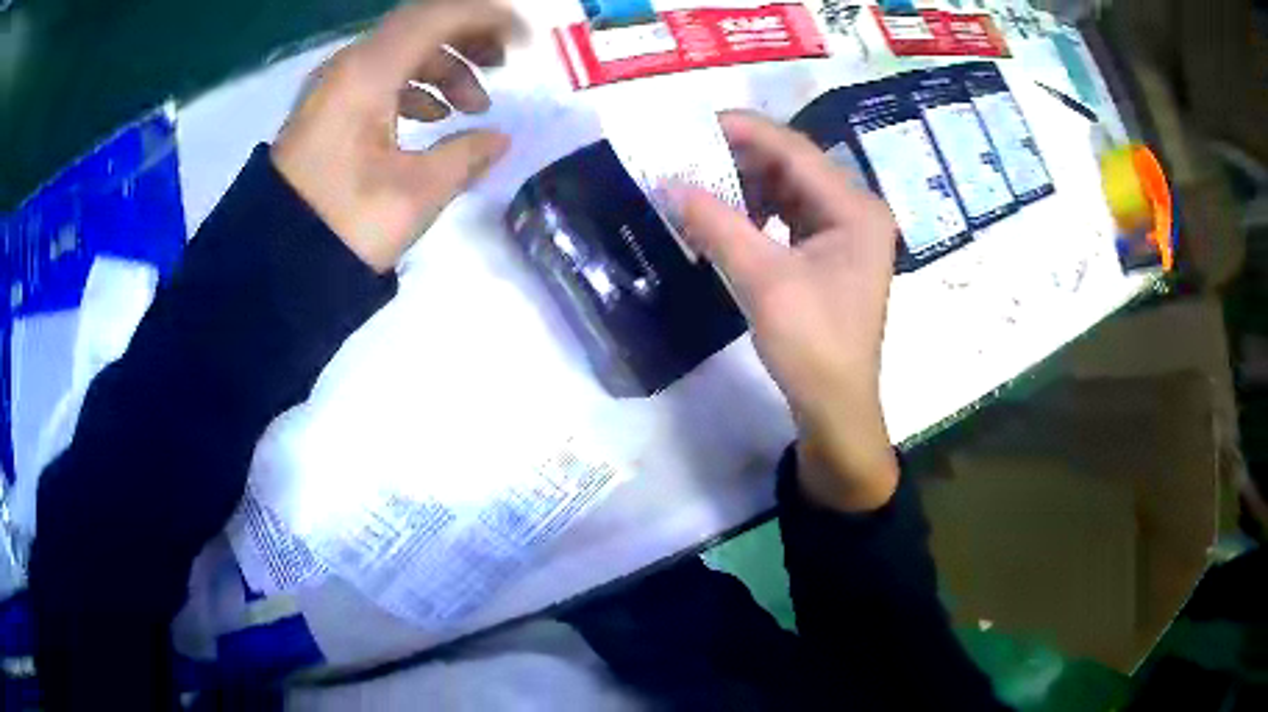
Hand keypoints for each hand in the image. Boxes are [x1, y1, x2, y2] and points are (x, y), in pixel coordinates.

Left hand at [271, 0, 525, 272]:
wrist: (276, 265)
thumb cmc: (345, 224)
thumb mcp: (416, 193)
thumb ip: (466, 155)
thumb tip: (498, 139)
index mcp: (368, 73)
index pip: (437, 16)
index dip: (488, 20)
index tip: (524, 43)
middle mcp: (348, 67)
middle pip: (419, 28)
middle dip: (469, 41)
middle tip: (503, 67)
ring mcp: (334, 88)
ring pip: (401, 53)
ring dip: (444, 69)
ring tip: (473, 107)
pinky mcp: (327, 111)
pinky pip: (380, 79)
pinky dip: (414, 87)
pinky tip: (433, 119)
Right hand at [676, 112, 899, 511]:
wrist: (835, 407)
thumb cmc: (812, 345)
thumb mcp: (763, 281)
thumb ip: (717, 225)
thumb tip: (670, 184)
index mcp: (855, 208)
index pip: (795, 150)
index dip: (743, 131)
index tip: (693, 125)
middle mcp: (857, 210)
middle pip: (794, 165)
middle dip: (741, 159)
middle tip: (689, 157)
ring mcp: (847, 232)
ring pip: (790, 189)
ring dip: (747, 185)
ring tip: (702, 185)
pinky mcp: (832, 252)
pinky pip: (791, 215)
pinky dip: (758, 211)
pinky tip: (728, 217)